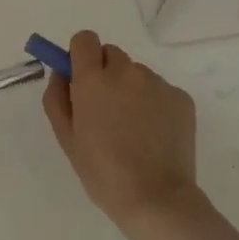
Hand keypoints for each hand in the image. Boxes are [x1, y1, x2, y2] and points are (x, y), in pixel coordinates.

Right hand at [42, 31, 203, 239]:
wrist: (157, 199)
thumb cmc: (103, 173)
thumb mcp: (67, 138)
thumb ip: (57, 97)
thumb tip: (61, 72)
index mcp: (94, 79)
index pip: (84, 39)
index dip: (81, 56)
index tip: (81, 78)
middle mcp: (126, 71)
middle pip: (111, 54)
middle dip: (106, 74)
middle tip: (107, 110)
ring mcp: (157, 82)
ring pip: (137, 74)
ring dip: (131, 90)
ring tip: (134, 130)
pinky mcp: (181, 97)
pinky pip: (160, 90)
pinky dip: (155, 105)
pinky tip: (155, 135)